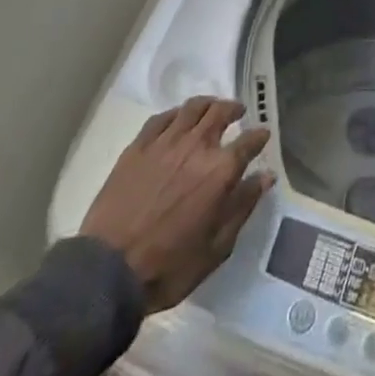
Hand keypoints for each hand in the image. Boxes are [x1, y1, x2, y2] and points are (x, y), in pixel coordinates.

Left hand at [80, 96, 273, 313]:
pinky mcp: (139, 146)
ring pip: (192, 107)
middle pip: (220, 112)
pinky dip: (176, 114)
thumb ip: (243, 206)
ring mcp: (166, 142)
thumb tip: (265, 176)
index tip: (263, 135)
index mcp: (220, 171)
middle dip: (233, 109)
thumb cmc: (169, 267)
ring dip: (207, 104)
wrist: (109, 271)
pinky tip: (177, 119)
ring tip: (211, 108)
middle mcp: (197, 146)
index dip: (259, 136)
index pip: (249, 141)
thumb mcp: (217, 248)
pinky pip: (162, 118)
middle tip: (237, 112)